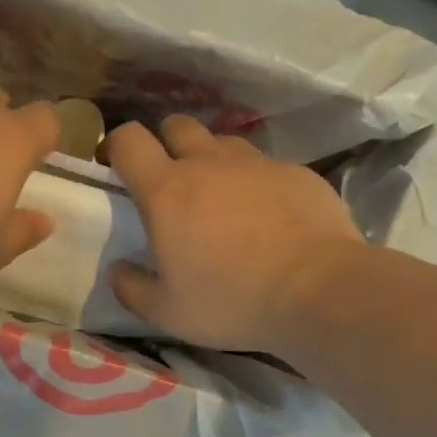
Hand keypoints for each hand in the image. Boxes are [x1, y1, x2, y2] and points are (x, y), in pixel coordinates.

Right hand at [107, 117, 364, 351]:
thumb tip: (117, 270)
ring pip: (223, 143)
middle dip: (166, 144)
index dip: (117, 146)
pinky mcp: (296, 172)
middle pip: (177, 125)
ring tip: (221, 200)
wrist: (319, 290)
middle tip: (172, 183)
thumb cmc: (231, 300)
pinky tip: (268, 217)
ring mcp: (256, 163)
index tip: (117, 167)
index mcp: (167, 190)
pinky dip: (256, 183)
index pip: (129, 139)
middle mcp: (208, 163)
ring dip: (212, 161)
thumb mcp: (168, 311)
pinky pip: (265, 166)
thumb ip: (131, 288)